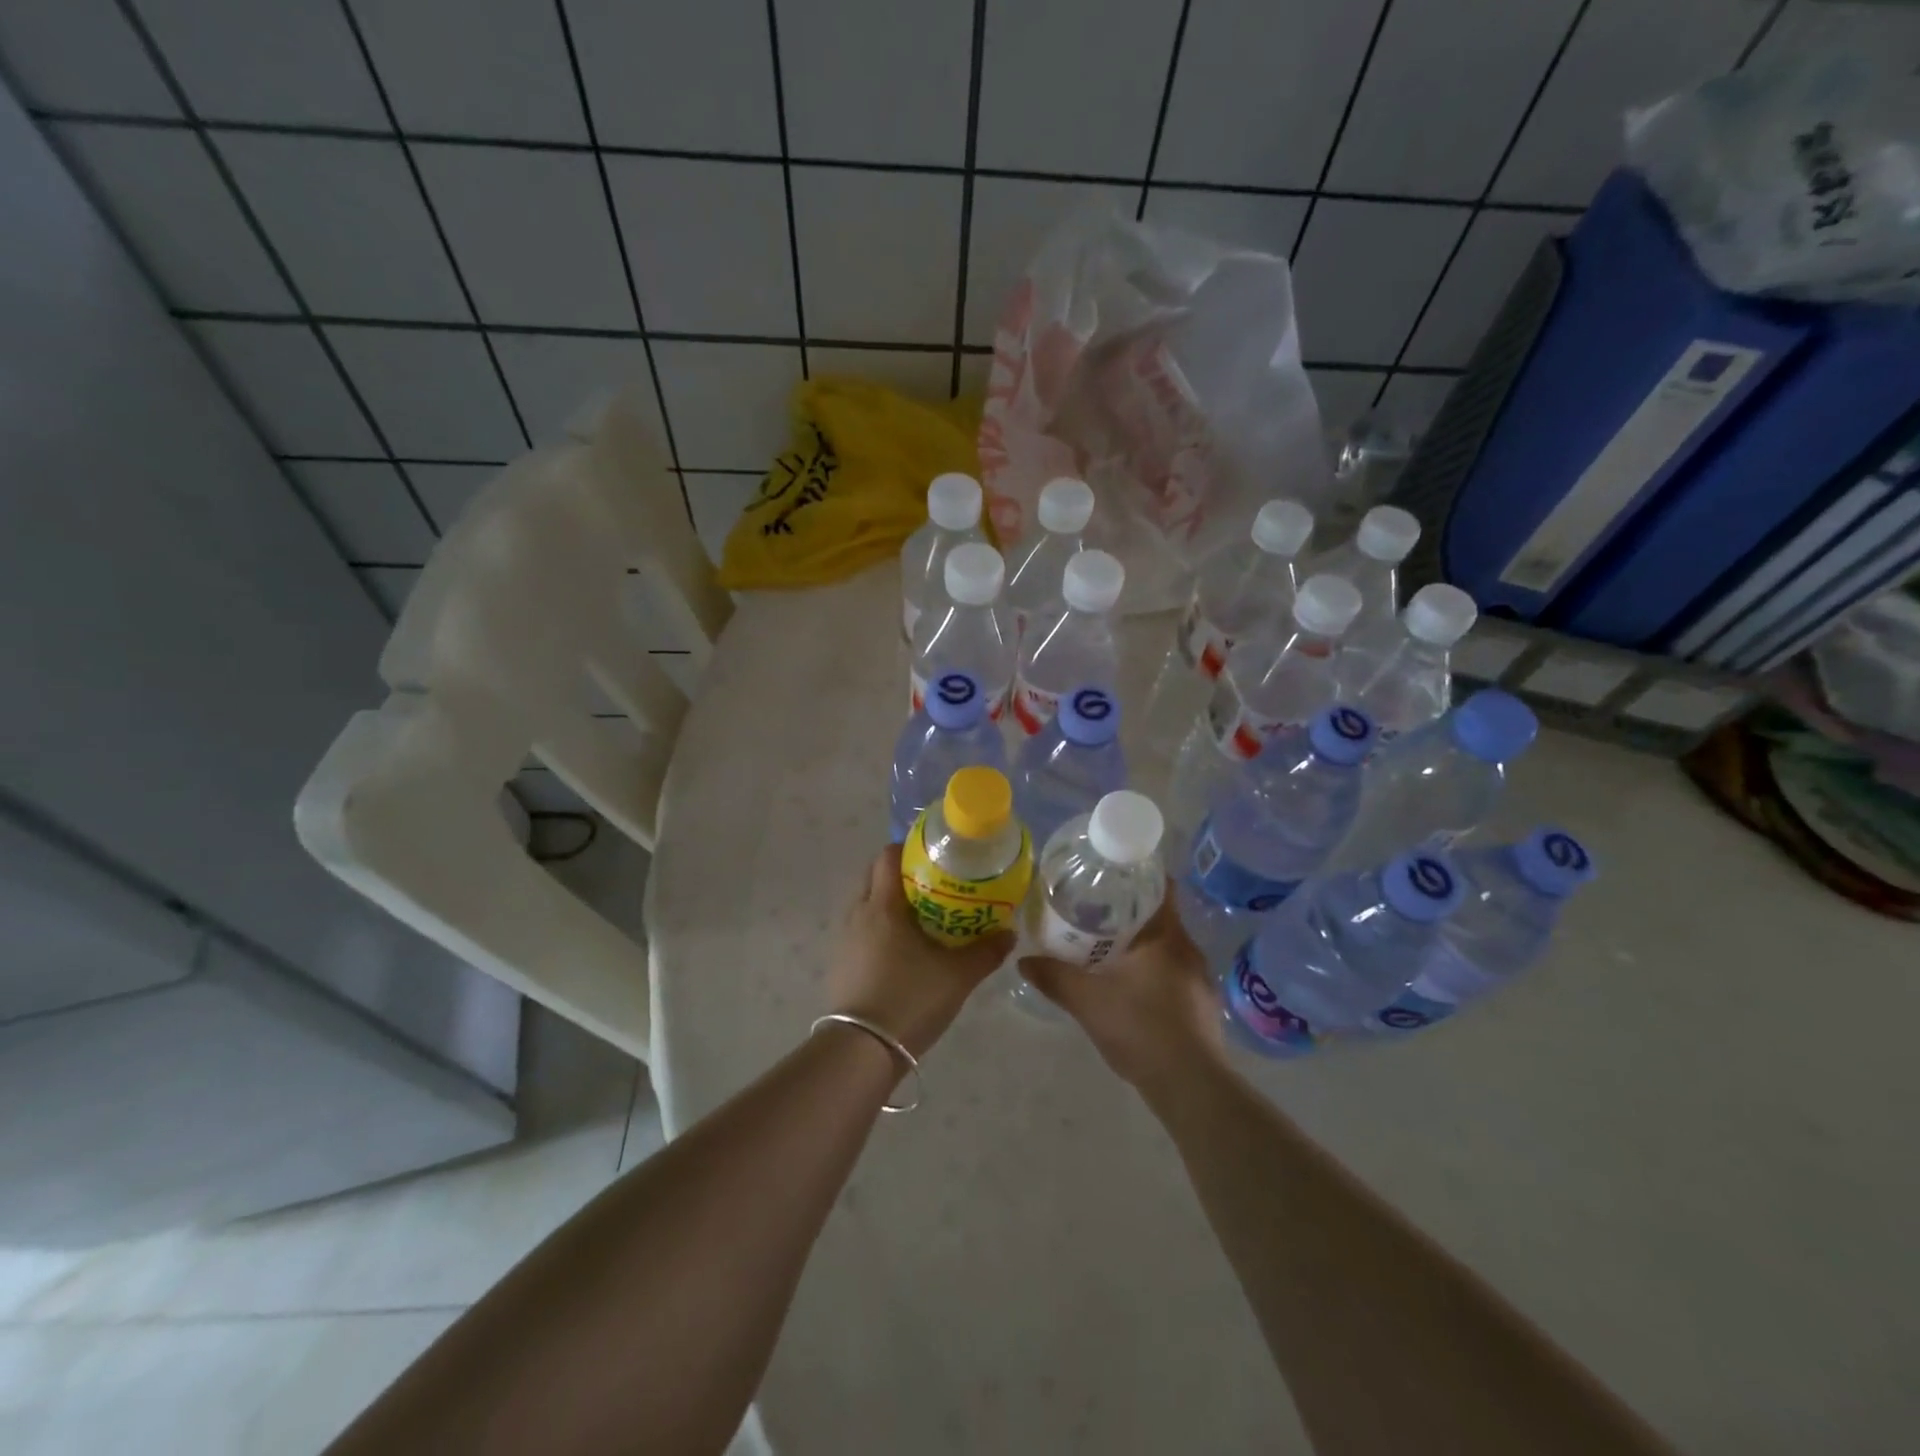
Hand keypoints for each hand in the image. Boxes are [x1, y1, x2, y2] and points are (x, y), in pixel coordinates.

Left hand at [828, 844, 1015, 1058]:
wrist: (861, 1050)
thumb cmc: (910, 999)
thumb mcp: (958, 977)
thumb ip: (986, 951)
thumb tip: (1010, 933)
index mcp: (883, 905)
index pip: (888, 856)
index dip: (910, 849)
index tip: (936, 856)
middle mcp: (858, 913)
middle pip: (874, 875)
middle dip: (901, 874)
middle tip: (934, 885)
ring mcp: (845, 939)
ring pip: (866, 903)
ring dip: (890, 902)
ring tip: (923, 916)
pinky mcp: (841, 963)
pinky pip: (861, 929)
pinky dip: (879, 927)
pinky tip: (903, 949)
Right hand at [1019, 887, 1225, 1091]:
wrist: (1190, 1086)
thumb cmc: (1140, 1028)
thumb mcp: (1087, 1001)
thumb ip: (1054, 977)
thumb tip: (1023, 961)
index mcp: (1166, 935)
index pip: (1160, 887)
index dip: (1136, 877)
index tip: (1108, 877)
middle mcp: (1188, 948)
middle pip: (1159, 916)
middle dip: (1129, 913)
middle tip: (1093, 912)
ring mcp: (1200, 978)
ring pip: (1166, 947)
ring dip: (1140, 945)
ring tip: (1106, 948)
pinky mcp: (1203, 1004)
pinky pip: (1174, 973)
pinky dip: (1152, 971)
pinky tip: (1130, 987)